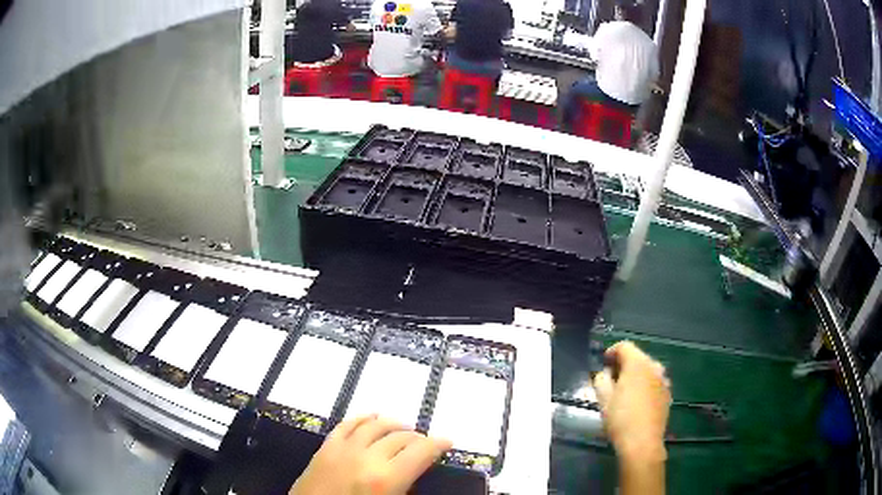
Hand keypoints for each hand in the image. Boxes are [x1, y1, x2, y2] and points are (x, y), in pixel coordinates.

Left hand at [290, 415, 451, 494]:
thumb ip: (405, 488)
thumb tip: (415, 473)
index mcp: (387, 479)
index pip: (421, 451)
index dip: (438, 444)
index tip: (447, 442)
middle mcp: (367, 458)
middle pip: (400, 437)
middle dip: (418, 438)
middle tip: (425, 443)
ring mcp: (343, 449)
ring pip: (375, 425)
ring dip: (393, 424)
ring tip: (403, 429)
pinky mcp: (325, 448)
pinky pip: (347, 425)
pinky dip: (362, 418)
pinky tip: (371, 418)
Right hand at [593, 341, 670, 462]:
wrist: (642, 443)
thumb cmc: (620, 419)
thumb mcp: (603, 399)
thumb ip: (601, 380)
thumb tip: (604, 374)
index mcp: (638, 364)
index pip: (624, 346)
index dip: (611, 352)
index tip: (603, 364)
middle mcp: (654, 367)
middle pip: (638, 357)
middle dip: (623, 364)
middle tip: (611, 379)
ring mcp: (664, 381)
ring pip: (647, 370)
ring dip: (636, 375)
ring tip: (624, 391)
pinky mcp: (667, 395)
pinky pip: (654, 383)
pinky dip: (645, 386)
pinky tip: (637, 402)